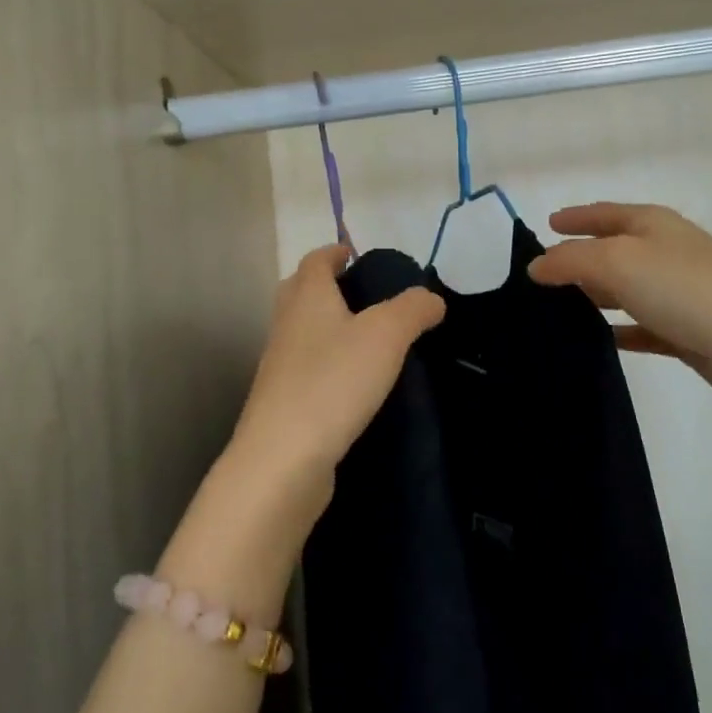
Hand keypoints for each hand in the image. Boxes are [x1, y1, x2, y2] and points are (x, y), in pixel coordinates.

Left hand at [222, 243, 444, 524]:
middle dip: (326, 287)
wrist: (283, 460)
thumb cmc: (334, 382)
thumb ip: (413, 309)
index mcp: (307, 298)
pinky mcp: (283, 405)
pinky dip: (328, 366)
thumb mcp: (386, 334)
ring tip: (368, 341)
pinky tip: (355, 385)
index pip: (315, 261)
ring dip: (328, 328)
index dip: (335, 252)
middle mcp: (287, 326)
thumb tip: (431, 298)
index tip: (355, 255)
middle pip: (300, 293)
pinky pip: (307, 371)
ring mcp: (280, 368)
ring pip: (302, 333)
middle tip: (363, 296)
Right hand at [527, 203, 711, 421]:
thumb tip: (536, 266)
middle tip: (536, 278)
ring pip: (624, 292)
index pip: (604, 214)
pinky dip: (618, 331)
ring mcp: (678, 295)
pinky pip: (642, 328)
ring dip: (594, 298)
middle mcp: (665, 254)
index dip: (575, 217)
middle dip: (577, 260)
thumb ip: (571, 261)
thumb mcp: (619, 262)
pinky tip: (595, 342)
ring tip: (553, 311)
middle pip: (612, 252)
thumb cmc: (688, 289)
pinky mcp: (687, 334)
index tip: (545, 225)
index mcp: (653, 226)